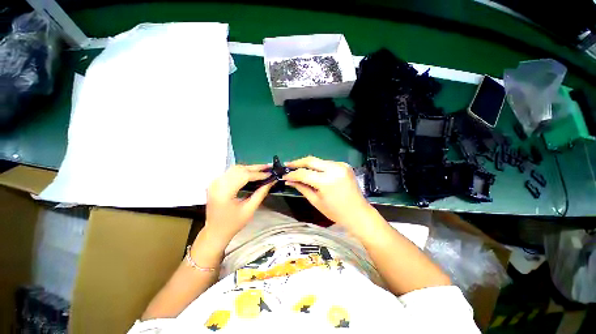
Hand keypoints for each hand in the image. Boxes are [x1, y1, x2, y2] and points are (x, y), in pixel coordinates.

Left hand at [203, 164, 274, 241]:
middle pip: (239, 169)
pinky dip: (242, 171)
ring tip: (262, 169)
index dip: (259, 174)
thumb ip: (260, 194)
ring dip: (249, 168)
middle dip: (255, 168)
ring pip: (235, 169)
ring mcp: (215, 182)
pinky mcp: (215, 183)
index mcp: (224, 192)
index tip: (271, 174)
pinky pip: (231, 172)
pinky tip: (251, 173)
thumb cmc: (233, 224)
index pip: (244, 176)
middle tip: (269, 167)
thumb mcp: (249, 210)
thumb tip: (271, 182)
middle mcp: (217, 183)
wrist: (215, 231)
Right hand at [283, 156, 375, 232]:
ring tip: (298, 168)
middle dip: (298, 162)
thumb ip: (302, 187)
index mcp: (327, 181)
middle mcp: (335, 169)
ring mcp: (341, 165)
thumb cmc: (335, 212)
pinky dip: (318, 166)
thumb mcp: (315, 201)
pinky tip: (313, 171)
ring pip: (319, 161)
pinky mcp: (345, 165)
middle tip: (288, 165)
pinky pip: (327, 163)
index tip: (284, 175)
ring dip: (308, 164)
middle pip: (311, 160)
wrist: (358, 213)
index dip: (292, 174)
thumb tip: (289, 180)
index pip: (304, 173)